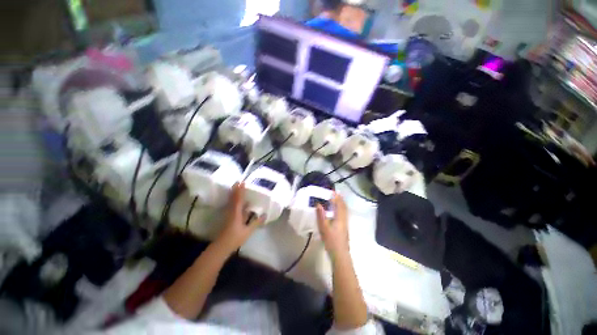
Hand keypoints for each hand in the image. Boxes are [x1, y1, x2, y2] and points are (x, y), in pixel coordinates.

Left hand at [215, 183, 264, 252]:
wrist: (222, 246)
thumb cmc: (235, 238)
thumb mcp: (248, 231)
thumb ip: (256, 222)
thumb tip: (265, 215)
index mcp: (236, 213)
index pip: (238, 199)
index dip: (240, 190)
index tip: (242, 182)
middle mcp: (232, 211)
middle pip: (233, 198)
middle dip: (236, 189)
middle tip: (238, 181)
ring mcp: (230, 214)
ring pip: (232, 201)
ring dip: (235, 193)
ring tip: (238, 187)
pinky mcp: (229, 217)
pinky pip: (232, 205)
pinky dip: (235, 200)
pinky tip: (240, 201)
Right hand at [316, 194, 349, 258]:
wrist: (340, 255)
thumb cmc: (332, 241)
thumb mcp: (324, 228)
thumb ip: (321, 216)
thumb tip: (318, 204)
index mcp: (340, 218)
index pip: (339, 205)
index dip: (337, 197)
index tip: (333, 191)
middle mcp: (344, 219)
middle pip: (344, 207)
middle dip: (340, 199)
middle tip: (336, 194)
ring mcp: (345, 224)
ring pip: (345, 211)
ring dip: (341, 204)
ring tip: (337, 200)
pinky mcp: (345, 228)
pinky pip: (344, 215)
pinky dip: (341, 210)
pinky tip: (337, 212)